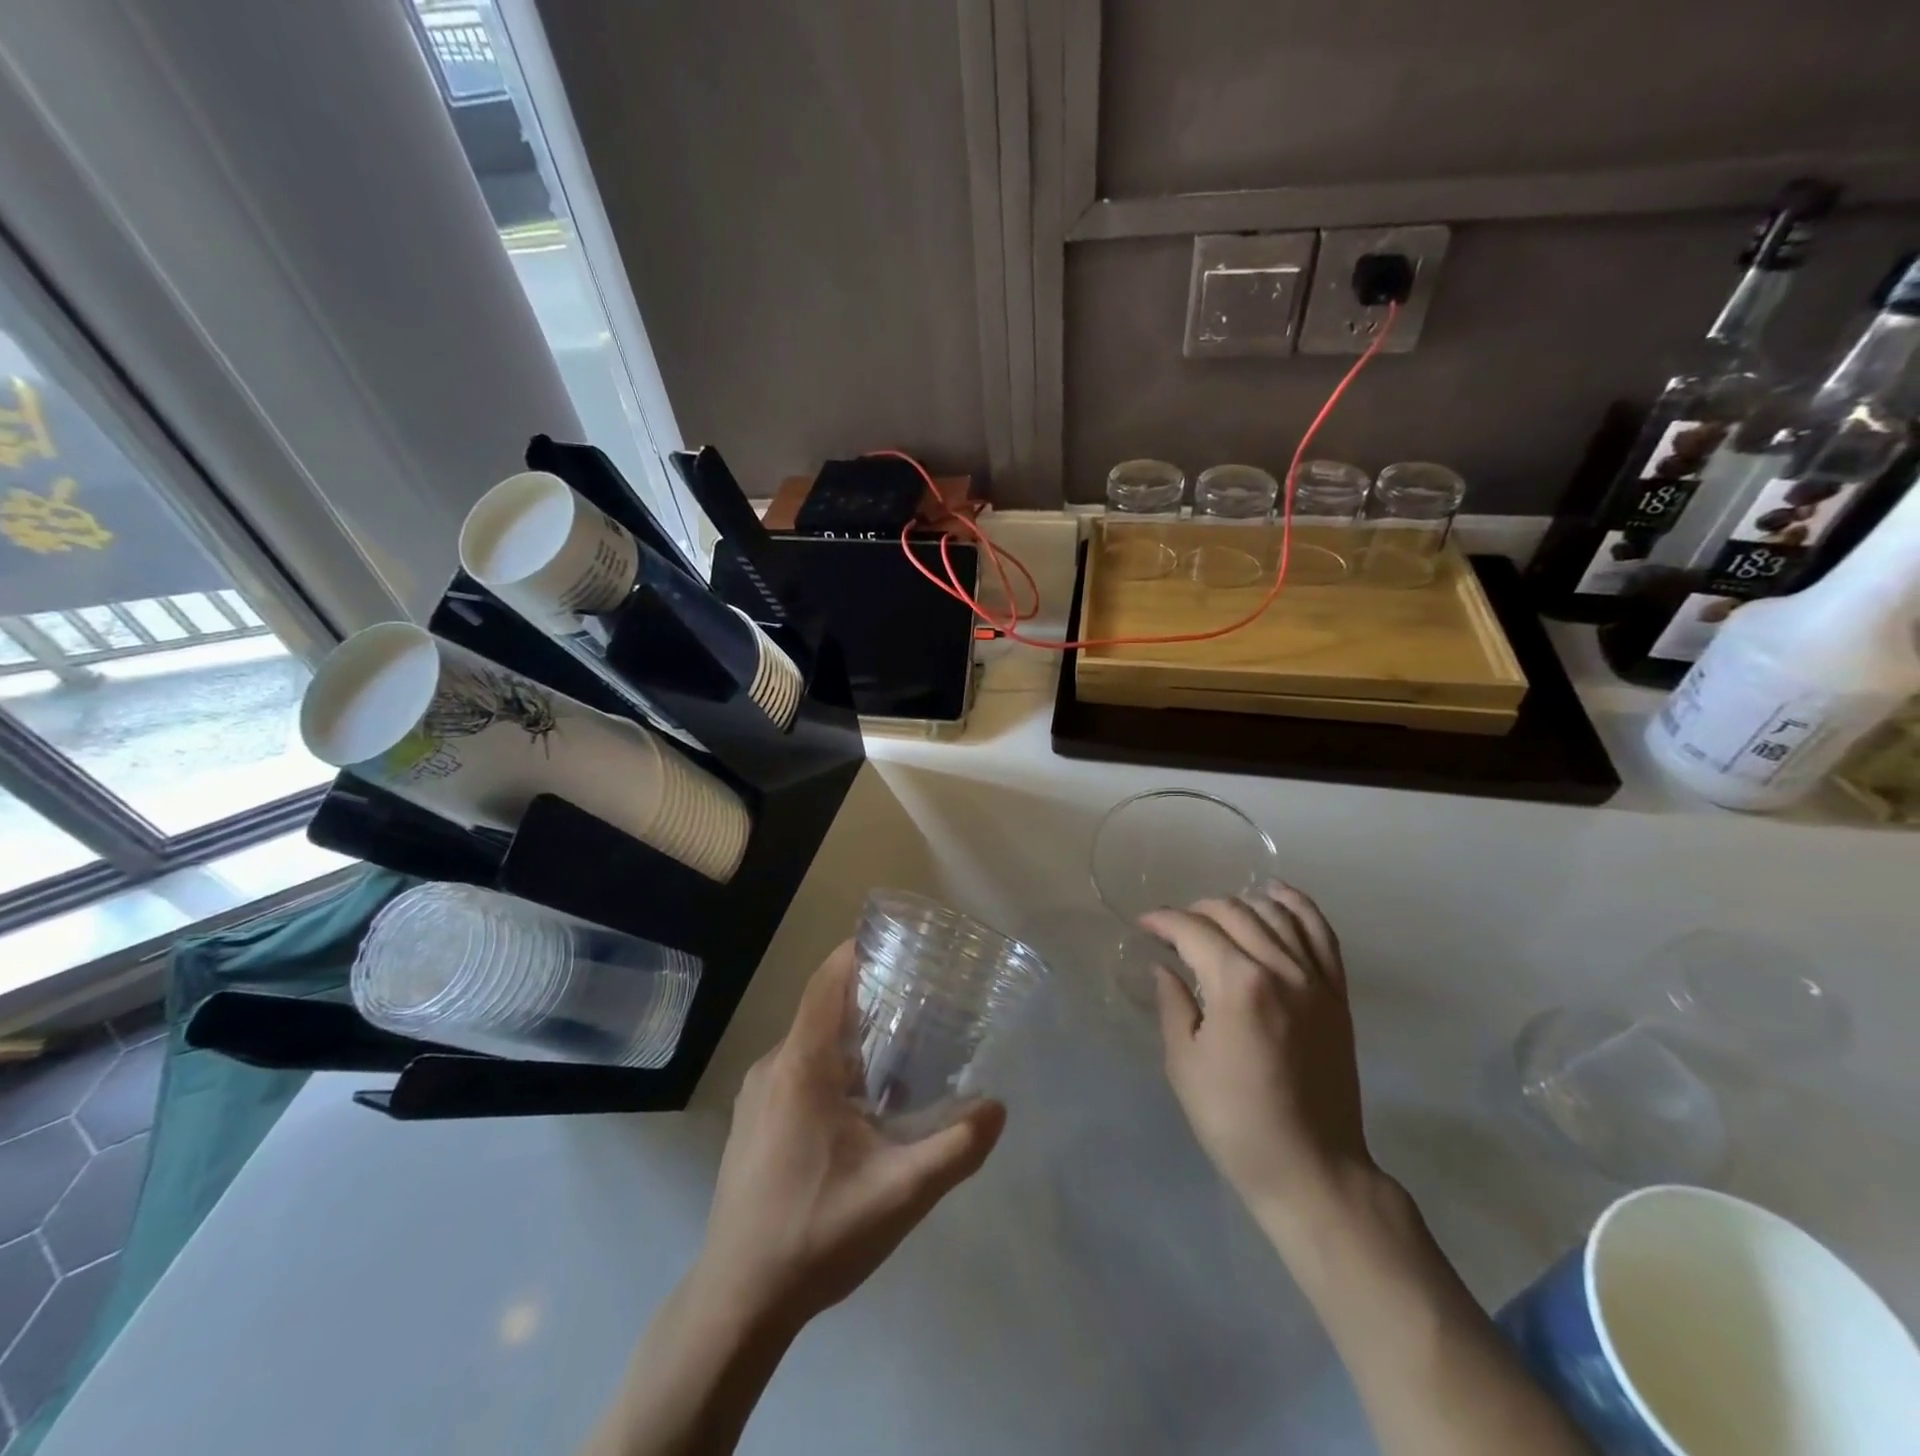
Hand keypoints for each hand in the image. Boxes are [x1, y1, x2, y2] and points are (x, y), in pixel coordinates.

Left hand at [690, 941, 1005, 1334]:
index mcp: (802, 1065)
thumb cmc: (817, 1234)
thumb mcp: (900, 1194)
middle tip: (921, 1007)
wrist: (737, 1301)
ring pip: (810, 1044)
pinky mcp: (751, 1122)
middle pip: (823, 1009)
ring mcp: (756, 1095)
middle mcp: (773, 1066)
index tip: (901, 947)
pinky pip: (795, 1071)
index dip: (860, 952)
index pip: (828, 981)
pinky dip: (830, 1067)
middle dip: (870, 1000)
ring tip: (900, 1056)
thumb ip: (955, 1148)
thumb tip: (997, 1107)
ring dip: (851, 1039)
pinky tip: (859, 1107)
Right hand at [1144, 882, 1375, 1233]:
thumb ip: (1174, 1005)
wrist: (1312, 1168)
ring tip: (1217, 915)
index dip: (1163, 921)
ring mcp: (1316, 979)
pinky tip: (1276, 895)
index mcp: (1237, 985)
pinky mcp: (1337, 994)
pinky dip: (1298, 905)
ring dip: (1241, 903)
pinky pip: (1322, 933)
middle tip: (1174, 928)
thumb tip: (1165, 968)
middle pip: (1234, 913)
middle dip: (1196, 910)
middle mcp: (1280, 969)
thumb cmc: (1235, 1121)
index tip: (1144, 925)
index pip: (1194, 930)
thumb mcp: (1185, 1064)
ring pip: (1276, 913)